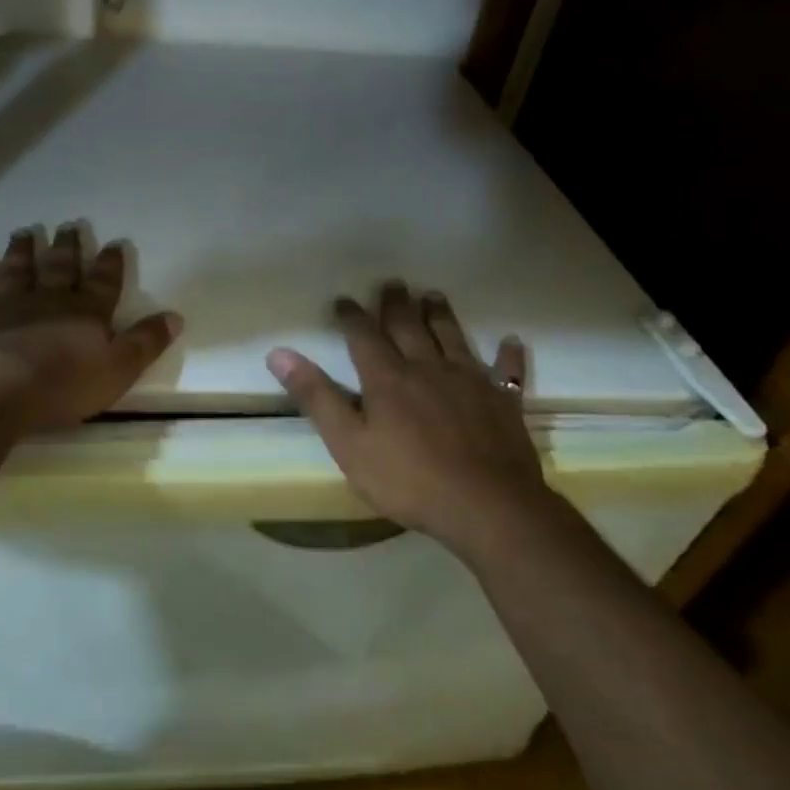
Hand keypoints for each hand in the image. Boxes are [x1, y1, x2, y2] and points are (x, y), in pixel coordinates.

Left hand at [0, 224, 181, 433]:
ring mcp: (9, 305)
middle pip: (60, 267)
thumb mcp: (119, 369)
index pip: (103, 281)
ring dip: (23, 250)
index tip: (113, 244)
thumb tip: (175, 316)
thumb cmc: (66, 385)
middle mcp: (49, 299)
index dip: (110, 263)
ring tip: (25, 232)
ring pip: (18, 269)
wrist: (1, 391)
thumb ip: (146, 342)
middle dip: (67, 247)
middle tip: (68, 226)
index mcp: (86, 311)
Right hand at [266, 284, 544, 541]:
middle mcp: (428, 368)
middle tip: (392, 283)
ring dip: (441, 315)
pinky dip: (508, 356)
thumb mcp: (347, 443)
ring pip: (452, 338)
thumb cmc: (408, 479)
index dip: (351, 316)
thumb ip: (315, 396)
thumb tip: (279, 353)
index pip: (364, 336)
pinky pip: (507, 372)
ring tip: (434, 295)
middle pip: (409, 327)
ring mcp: (470, 382)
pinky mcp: (503, 403)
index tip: (343, 300)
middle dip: (397, 304)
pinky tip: (511, 341)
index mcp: (388, 378)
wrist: (486, 506)